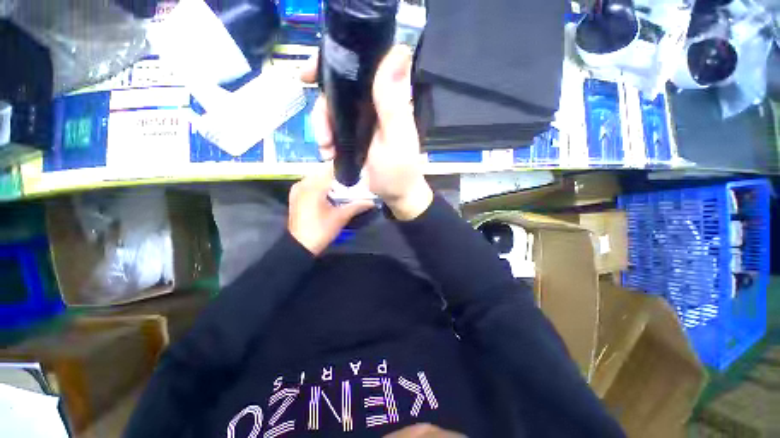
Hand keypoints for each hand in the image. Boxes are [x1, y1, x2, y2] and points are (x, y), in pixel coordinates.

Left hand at [288, 164, 373, 254]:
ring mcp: (298, 188)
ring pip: (317, 177)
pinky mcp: (296, 195)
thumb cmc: (321, 230)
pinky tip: (329, 194)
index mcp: (314, 186)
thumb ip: (357, 206)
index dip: (345, 170)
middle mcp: (304, 182)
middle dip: (338, 176)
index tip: (357, 173)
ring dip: (329, 181)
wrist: (299, 245)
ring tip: (342, 188)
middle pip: (324, 171)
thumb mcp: (341, 217)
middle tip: (351, 183)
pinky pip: (310, 183)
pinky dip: (321, 185)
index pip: (331, 168)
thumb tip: (373, 201)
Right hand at [302, 46, 433, 220]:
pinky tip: (327, 152)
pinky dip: (325, 137)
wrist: (395, 195)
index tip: (311, 72)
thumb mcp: (396, 138)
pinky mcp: (354, 134)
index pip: (362, 64)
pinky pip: (332, 127)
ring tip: (325, 147)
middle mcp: (374, 103)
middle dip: (322, 104)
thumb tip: (400, 50)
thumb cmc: (399, 171)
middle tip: (319, 129)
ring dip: (322, 126)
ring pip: (332, 108)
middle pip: (338, 87)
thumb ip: (394, 102)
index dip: (335, 60)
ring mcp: (362, 119)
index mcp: (388, 97)